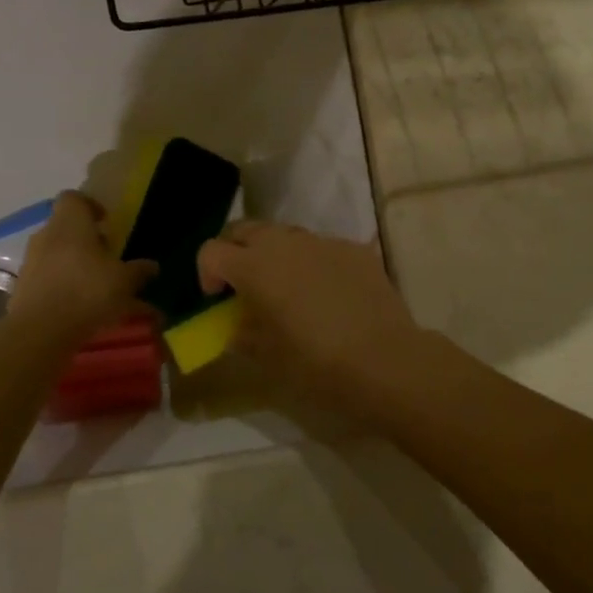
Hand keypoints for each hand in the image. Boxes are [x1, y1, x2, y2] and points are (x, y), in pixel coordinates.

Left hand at [10, 191, 155, 344]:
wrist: (39, 331)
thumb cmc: (87, 291)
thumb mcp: (124, 281)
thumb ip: (138, 271)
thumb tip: (152, 266)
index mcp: (70, 222)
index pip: (74, 198)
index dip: (91, 206)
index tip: (106, 222)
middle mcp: (46, 235)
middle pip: (66, 228)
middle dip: (87, 241)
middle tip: (108, 258)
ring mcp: (31, 261)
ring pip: (57, 255)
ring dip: (76, 265)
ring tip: (98, 288)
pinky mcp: (22, 288)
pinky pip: (48, 279)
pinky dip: (64, 287)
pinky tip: (82, 309)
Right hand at [197, 222, 428, 417]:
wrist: (386, 361)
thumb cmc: (316, 363)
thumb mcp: (266, 356)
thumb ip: (242, 333)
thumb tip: (238, 324)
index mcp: (254, 266)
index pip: (211, 250)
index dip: (206, 273)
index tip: (217, 300)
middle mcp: (284, 242)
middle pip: (244, 230)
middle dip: (236, 252)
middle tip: (244, 286)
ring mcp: (322, 242)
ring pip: (284, 235)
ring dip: (274, 255)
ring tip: (287, 290)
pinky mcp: (354, 249)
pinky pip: (320, 248)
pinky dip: (312, 263)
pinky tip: (327, 296)